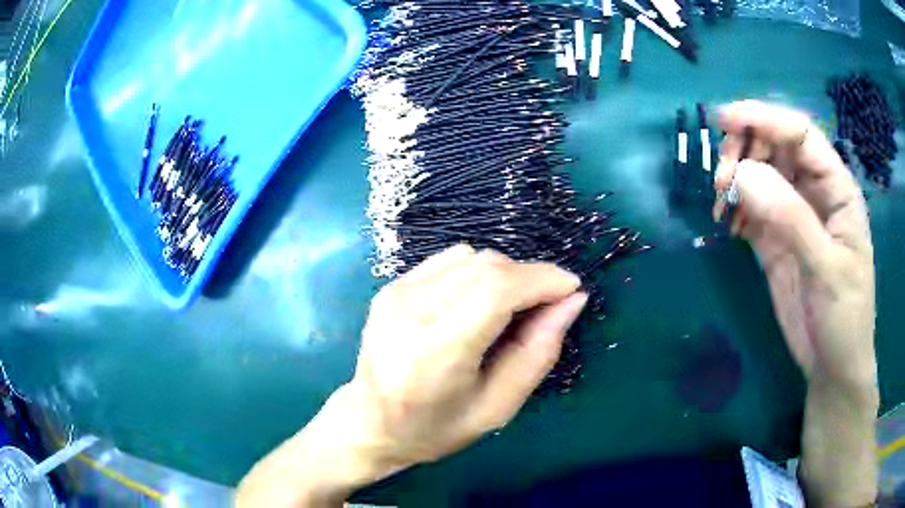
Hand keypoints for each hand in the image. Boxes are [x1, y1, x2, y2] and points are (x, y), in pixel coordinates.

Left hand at [349, 244, 585, 465]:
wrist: (371, 423)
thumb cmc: (437, 429)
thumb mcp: (498, 407)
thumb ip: (538, 353)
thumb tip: (572, 300)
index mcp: (435, 352)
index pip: (496, 290)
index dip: (542, 280)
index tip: (571, 289)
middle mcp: (409, 311)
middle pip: (486, 266)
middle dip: (529, 277)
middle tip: (546, 305)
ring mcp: (395, 293)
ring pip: (470, 256)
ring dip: (503, 275)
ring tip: (508, 310)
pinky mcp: (391, 286)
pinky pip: (449, 260)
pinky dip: (476, 273)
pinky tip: (475, 304)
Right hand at [714, 100, 875, 388]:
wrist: (832, 367)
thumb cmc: (844, 317)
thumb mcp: (826, 269)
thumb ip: (791, 219)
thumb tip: (742, 175)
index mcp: (836, 188)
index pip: (800, 134)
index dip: (764, 118)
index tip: (724, 120)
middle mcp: (814, 193)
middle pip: (774, 147)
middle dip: (744, 150)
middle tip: (721, 179)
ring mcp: (793, 216)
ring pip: (759, 175)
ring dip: (734, 179)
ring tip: (719, 203)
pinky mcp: (775, 241)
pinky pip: (749, 209)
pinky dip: (733, 209)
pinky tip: (726, 224)